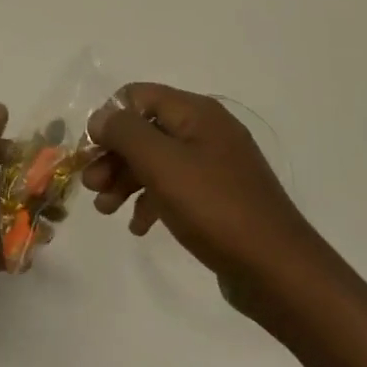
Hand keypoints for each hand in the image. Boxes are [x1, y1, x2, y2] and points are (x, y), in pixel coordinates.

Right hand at [84, 84, 327, 301]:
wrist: (277, 270)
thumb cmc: (215, 208)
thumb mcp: (162, 164)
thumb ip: (126, 133)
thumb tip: (101, 116)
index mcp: (197, 112)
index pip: (139, 96)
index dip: (109, 119)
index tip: (89, 152)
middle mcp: (207, 130)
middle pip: (146, 130)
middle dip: (114, 155)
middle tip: (91, 187)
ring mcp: (216, 165)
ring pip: (158, 160)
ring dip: (127, 180)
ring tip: (106, 211)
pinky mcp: (219, 197)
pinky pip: (175, 187)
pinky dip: (152, 201)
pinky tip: (139, 226)